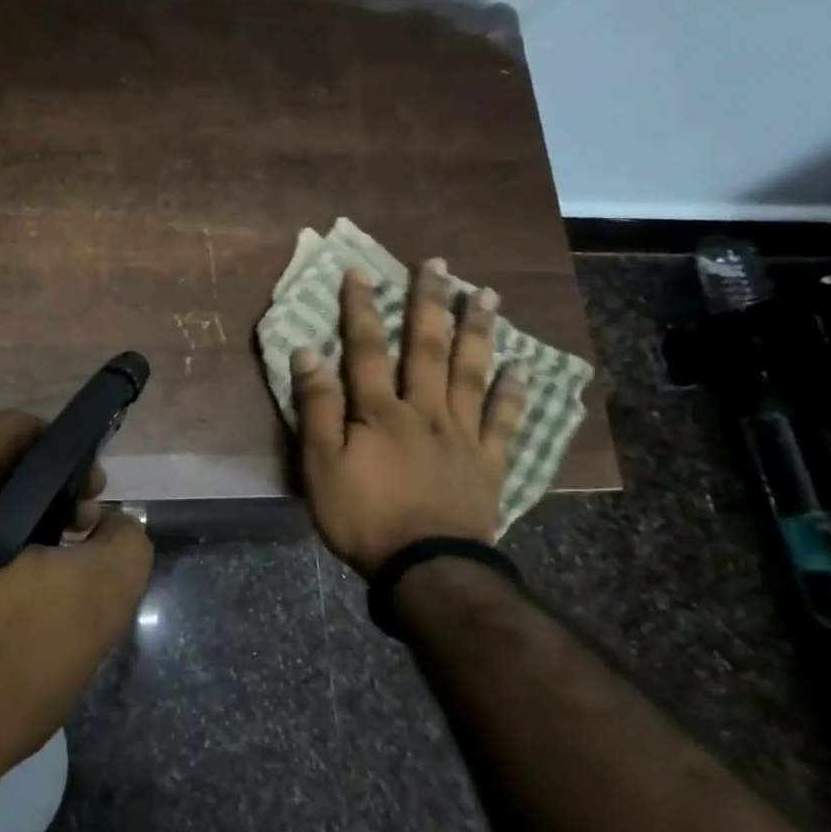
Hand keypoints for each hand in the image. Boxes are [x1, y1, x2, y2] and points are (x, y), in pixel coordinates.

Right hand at [291, 261, 527, 577]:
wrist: (426, 567)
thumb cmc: (363, 516)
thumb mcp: (320, 465)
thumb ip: (316, 407)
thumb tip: (308, 353)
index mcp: (379, 412)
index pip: (366, 349)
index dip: (360, 309)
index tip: (360, 271)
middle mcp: (424, 410)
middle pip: (427, 349)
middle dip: (429, 303)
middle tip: (438, 264)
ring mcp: (462, 434)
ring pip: (471, 373)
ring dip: (477, 332)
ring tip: (487, 295)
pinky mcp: (488, 462)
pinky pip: (504, 421)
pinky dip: (513, 394)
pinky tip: (522, 368)